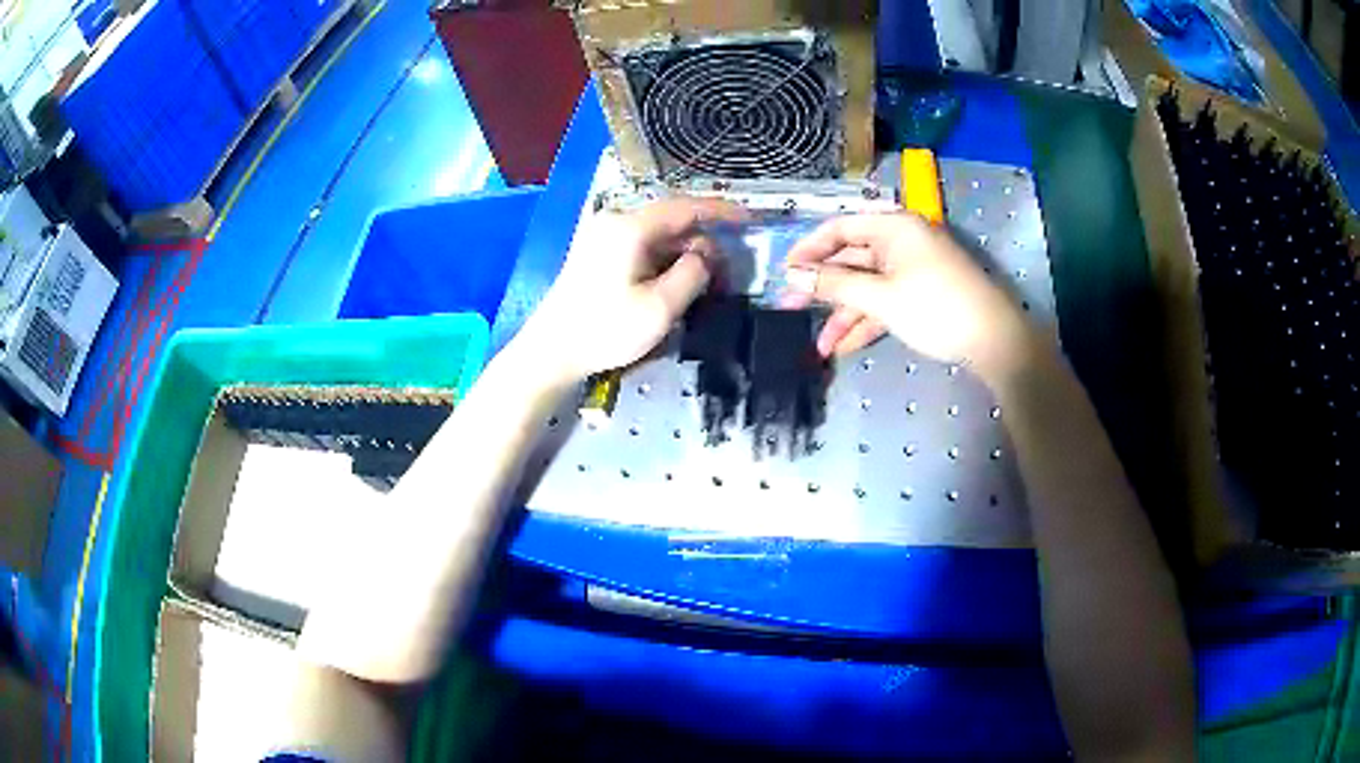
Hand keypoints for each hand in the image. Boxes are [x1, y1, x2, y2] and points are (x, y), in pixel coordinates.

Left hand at [518, 198, 747, 382]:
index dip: (721, 211)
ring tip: (706, 279)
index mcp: (631, 227)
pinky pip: (641, 245)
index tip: (748, 219)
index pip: (686, 207)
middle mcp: (616, 221)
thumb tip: (704, 257)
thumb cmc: (605, 330)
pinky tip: (675, 280)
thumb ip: (693, 274)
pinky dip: (664, 258)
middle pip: (671, 220)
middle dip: (703, 239)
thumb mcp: (661, 307)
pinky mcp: (597, 252)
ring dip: (684, 252)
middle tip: (727, 268)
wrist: (552, 350)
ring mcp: (603, 235)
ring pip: (657, 234)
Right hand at [784, 213, 1043, 380]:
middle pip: (852, 260)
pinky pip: (887, 301)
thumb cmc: (937, 309)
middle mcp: (902, 241)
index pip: (840, 228)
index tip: (784, 273)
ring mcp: (914, 269)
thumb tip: (793, 276)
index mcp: (894, 227)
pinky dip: (868, 321)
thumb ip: (834, 286)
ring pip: (868, 286)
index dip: (809, 250)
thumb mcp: (881, 298)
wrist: (996, 341)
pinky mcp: (923, 293)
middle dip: (824, 290)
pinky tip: (846, 347)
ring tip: (821, 346)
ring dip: (844, 315)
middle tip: (790, 310)